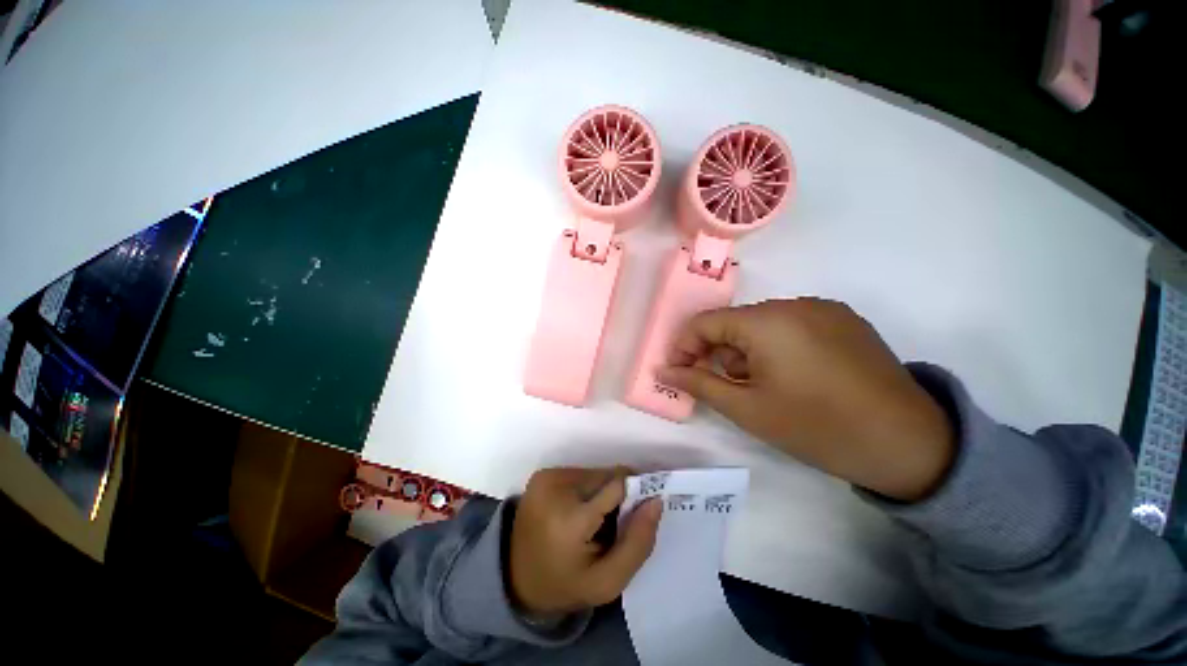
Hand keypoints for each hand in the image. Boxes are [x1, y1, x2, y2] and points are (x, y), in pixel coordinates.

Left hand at [509, 467, 661, 615]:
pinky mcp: (543, 474)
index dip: (634, 496)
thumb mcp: (608, 581)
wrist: (514, 579)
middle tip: (611, 524)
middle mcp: (556, 487)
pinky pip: (580, 473)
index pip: (618, 486)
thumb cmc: (565, 584)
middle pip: (607, 476)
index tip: (637, 514)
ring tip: (593, 519)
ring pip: (595, 473)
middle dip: (618, 496)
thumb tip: (656, 500)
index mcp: (571, 518)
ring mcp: (547, 477)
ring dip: (602, 492)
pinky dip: (587, 489)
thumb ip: (638, 543)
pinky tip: (578, 511)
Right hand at [657, 299, 953, 501]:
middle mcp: (795, 303)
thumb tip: (663, 370)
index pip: (705, 322)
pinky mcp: (844, 320)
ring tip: (761, 386)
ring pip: (762, 324)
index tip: (679, 372)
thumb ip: (699, 384)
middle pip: (734, 322)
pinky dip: (775, 347)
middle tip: (722, 386)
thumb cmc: (816, 427)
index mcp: (767, 321)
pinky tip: (792, 376)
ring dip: (747, 351)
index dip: (684, 346)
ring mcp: (824, 309)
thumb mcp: (747, 409)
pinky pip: (791, 326)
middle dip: (718, 352)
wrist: (909, 445)